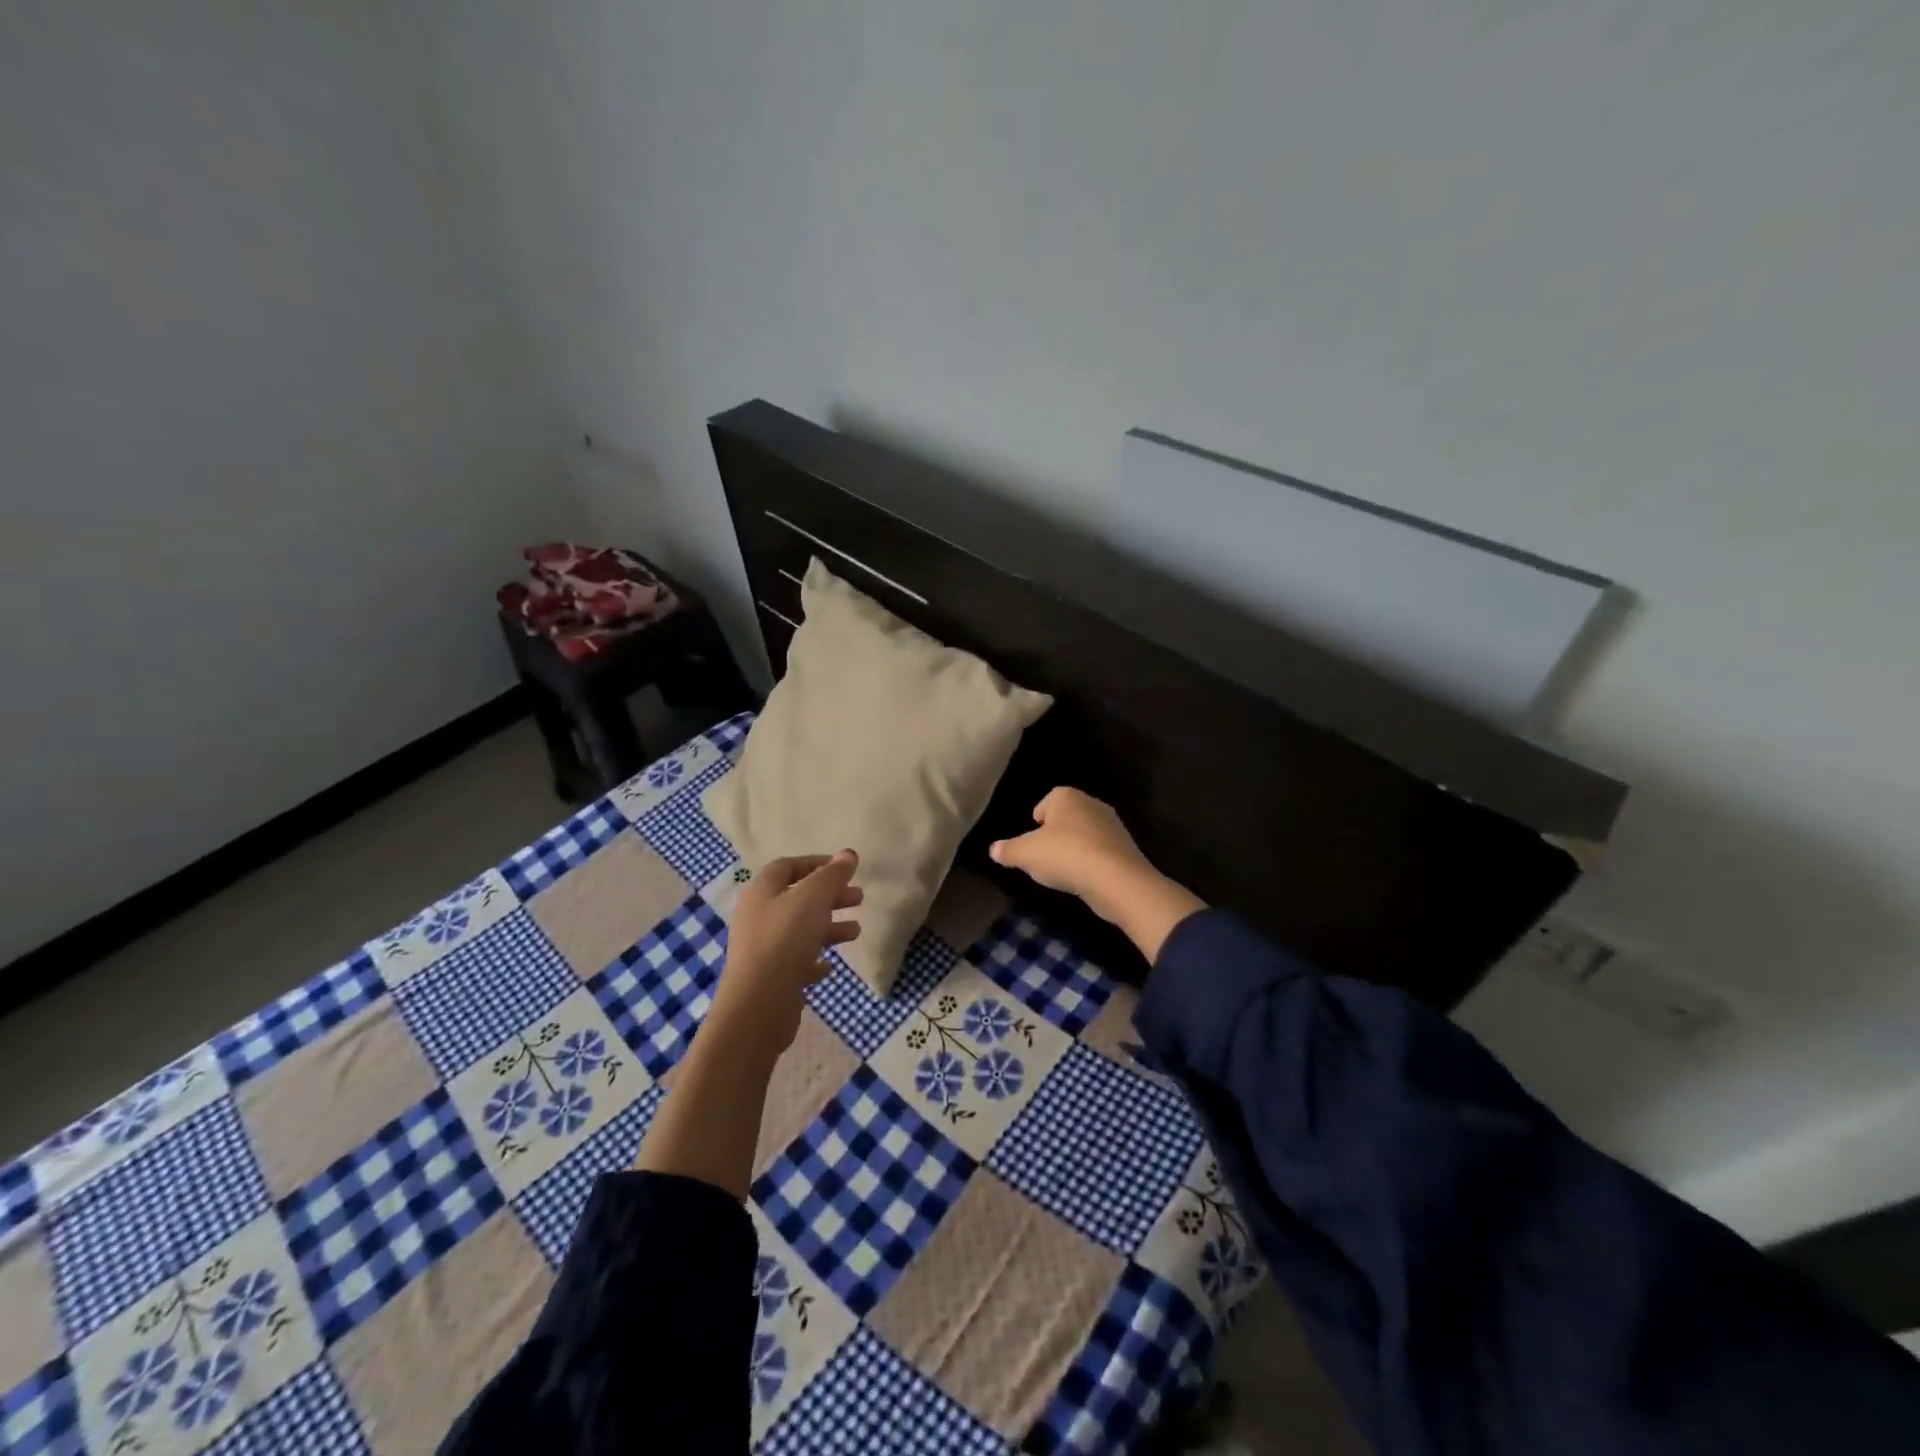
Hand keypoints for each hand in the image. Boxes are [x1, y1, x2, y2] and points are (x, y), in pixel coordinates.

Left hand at [709, 851, 862, 1057]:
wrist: (758, 1005)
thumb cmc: (785, 940)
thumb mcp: (813, 898)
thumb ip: (832, 875)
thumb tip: (848, 854)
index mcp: (762, 892)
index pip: (788, 866)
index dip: (816, 863)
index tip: (845, 869)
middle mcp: (758, 916)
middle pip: (797, 898)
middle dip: (830, 896)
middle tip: (859, 898)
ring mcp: (762, 949)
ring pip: (800, 930)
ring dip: (829, 927)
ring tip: (855, 931)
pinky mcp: (770, 978)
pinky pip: (795, 962)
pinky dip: (814, 959)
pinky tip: (829, 966)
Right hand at [991, 789, 1203, 961]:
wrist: (1116, 879)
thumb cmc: (1065, 856)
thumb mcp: (1026, 854)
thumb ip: (1008, 850)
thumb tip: (993, 849)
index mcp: (1066, 796)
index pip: (1045, 803)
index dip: (1036, 822)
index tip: (1031, 842)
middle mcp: (1091, 803)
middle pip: (1065, 818)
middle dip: (1055, 836)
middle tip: (1043, 858)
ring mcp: (1113, 825)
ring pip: (1084, 835)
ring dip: (1074, 850)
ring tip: (1063, 873)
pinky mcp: (1126, 848)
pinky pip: (1100, 852)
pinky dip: (1090, 863)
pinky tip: (1084, 880)